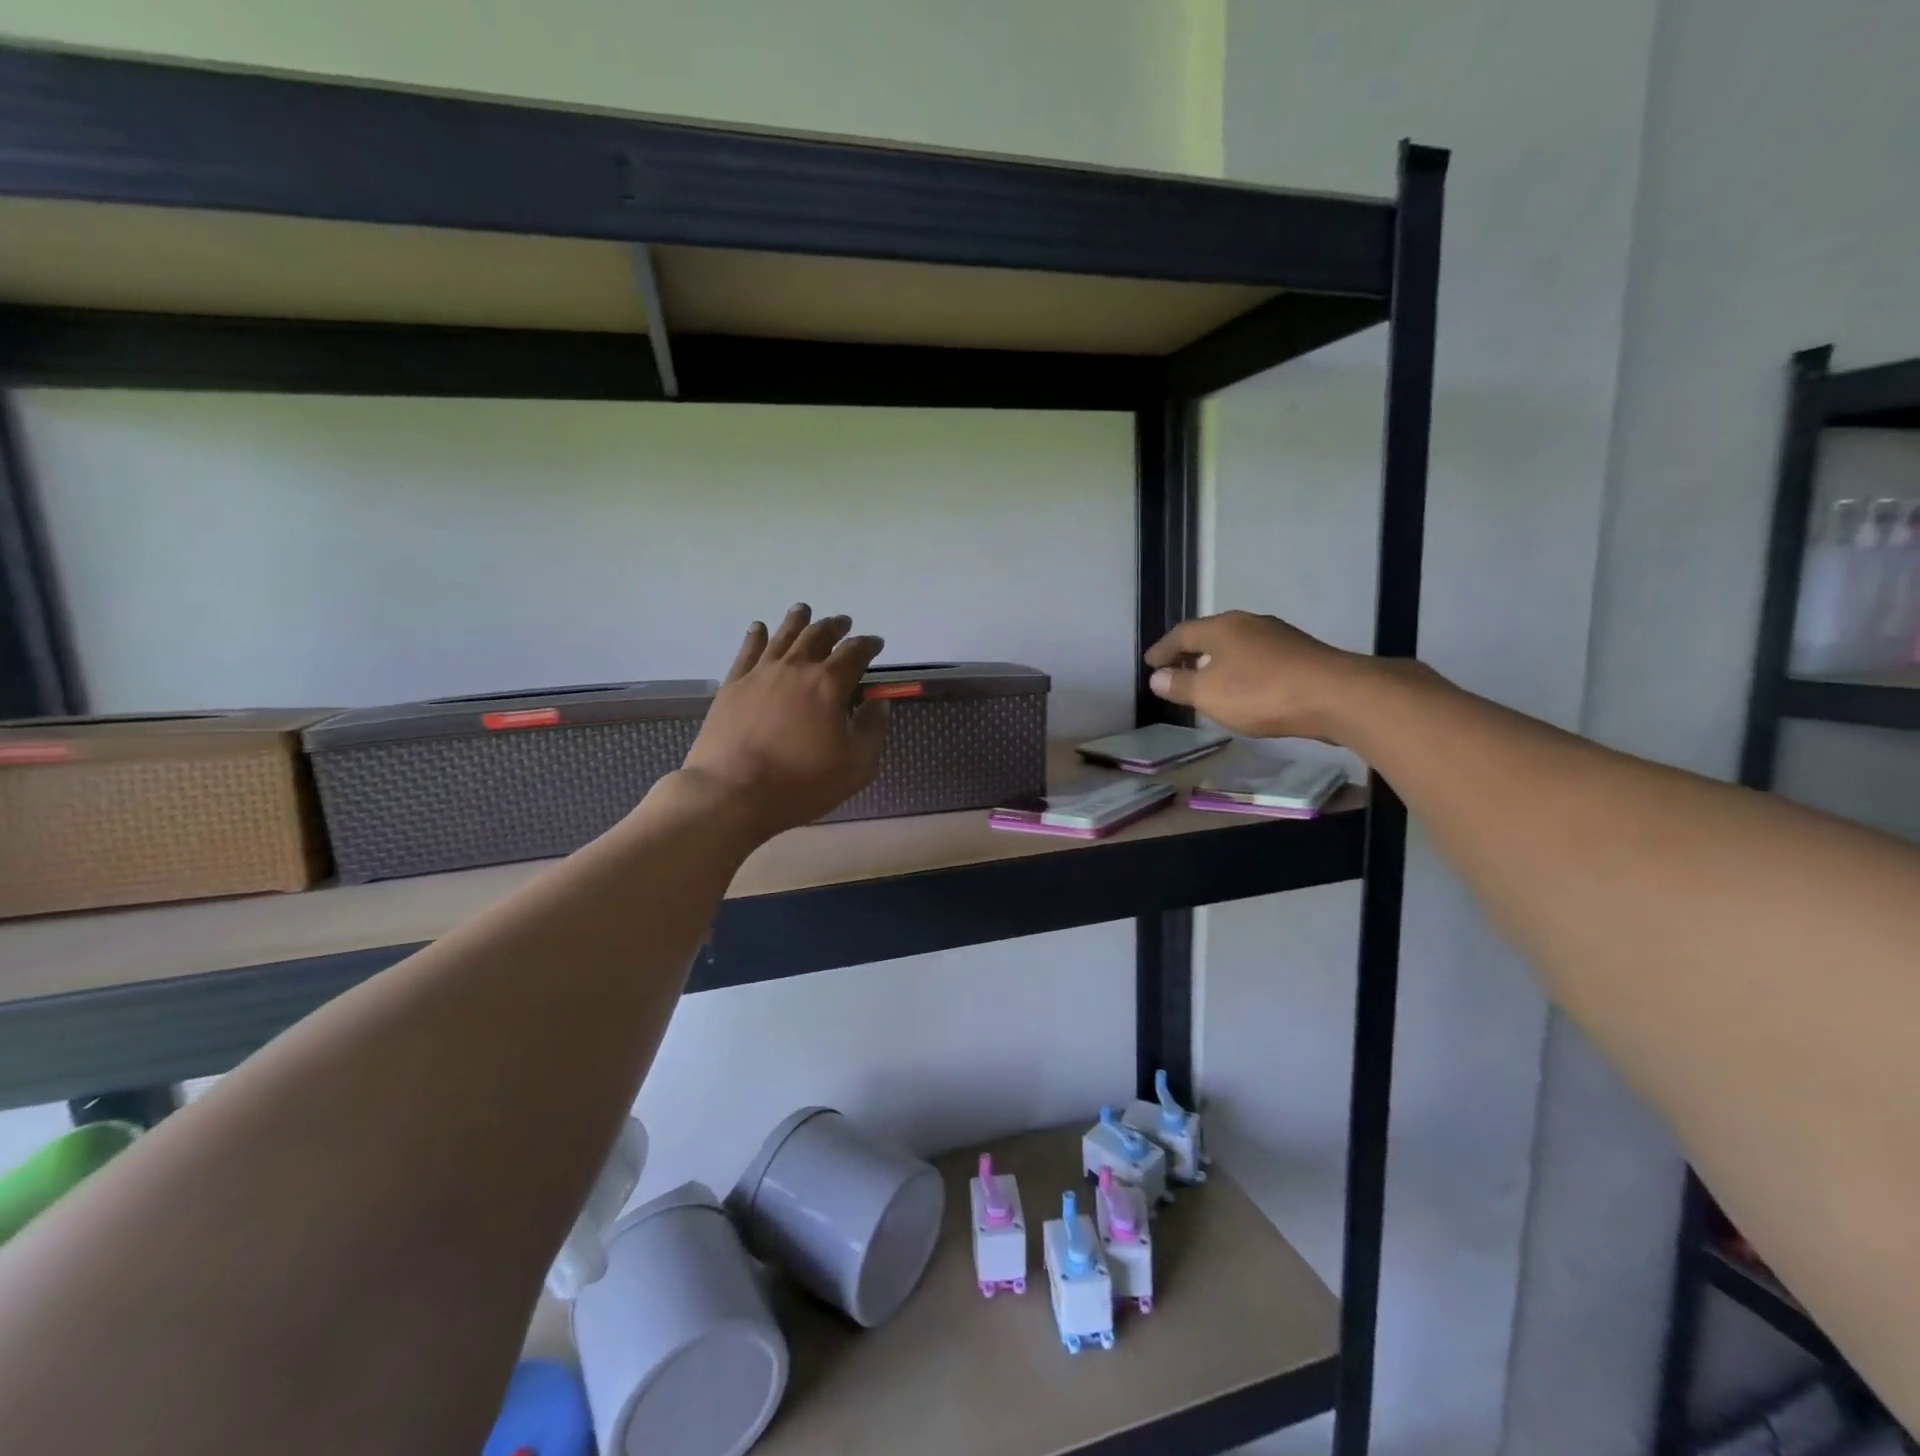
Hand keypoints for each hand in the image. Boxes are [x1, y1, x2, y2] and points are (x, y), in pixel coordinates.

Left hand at [679, 604, 890, 835]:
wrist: (733, 792)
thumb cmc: (801, 783)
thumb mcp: (856, 766)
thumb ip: (872, 730)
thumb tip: (878, 703)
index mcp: (829, 684)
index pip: (855, 653)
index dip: (868, 645)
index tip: (875, 643)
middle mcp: (796, 668)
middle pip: (818, 636)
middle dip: (834, 627)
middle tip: (843, 623)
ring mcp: (760, 673)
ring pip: (782, 636)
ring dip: (797, 621)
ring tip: (804, 610)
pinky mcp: (732, 685)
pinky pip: (747, 651)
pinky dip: (756, 636)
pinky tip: (758, 628)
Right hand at [1144, 610, 1364, 741]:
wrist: (1335, 695)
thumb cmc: (1260, 692)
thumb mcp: (1209, 694)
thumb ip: (1180, 685)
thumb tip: (1157, 677)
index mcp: (1221, 628)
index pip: (1182, 634)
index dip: (1163, 650)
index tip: (1150, 664)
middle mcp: (1249, 623)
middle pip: (1211, 635)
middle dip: (1190, 652)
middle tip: (1176, 670)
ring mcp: (1278, 636)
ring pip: (1237, 645)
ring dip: (1218, 661)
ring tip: (1208, 681)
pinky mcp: (1301, 653)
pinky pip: (1259, 657)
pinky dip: (1242, 669)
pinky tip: (1245, 687)